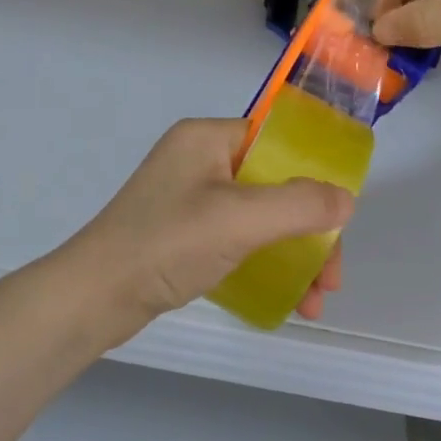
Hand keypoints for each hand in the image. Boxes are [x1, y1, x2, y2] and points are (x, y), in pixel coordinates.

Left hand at [56, 119, 354, 346]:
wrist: (93, 297)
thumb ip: (300, 205)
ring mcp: (188, 197)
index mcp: (206, 138)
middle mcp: (198, 160)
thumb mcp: (240, 219)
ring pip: (258, 216)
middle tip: (330, 279)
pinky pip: (236, 237)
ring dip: (292, 254)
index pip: (276, 142)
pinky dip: (264, 262)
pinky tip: (285, 298)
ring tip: (315, 302)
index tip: (338, 221)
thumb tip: (346, 199)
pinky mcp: (181, 231)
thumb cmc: (167, 244)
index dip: (313, 176)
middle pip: (273, 184)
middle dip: (309, 231)